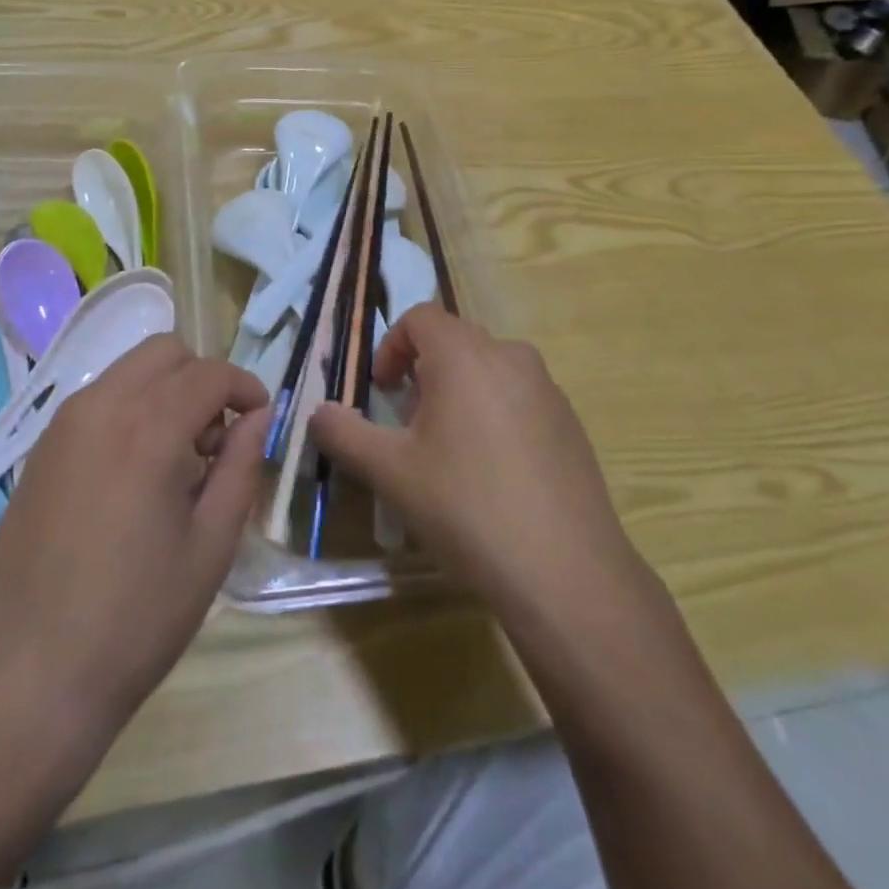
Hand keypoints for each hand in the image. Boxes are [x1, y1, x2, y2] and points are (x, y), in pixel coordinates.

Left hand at [0, 336, 269, 757]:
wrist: (26, 678)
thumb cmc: (134, 619)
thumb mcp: (210, 546)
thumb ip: (242, 468)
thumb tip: (258, 418)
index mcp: (147, 429)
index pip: (210, 373)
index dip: (246, 388)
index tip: (261, 420)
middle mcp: (100, 408)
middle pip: (166, 352)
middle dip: (203, 379)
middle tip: (217, 439)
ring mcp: (62, 425)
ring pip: (129, 370)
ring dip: (166, 391)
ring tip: (179, 459)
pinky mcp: (40, 449)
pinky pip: (99, 399)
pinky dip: (132, 408)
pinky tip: (136, 472)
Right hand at [311, 306, 641, 625]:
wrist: (565, 571)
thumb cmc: (466, 508)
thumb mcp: (390, 472)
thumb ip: (344, 433)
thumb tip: (319, 412)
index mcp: (465, 356)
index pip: (420, 317)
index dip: (390, 345)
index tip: (381, 391)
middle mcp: (510, 356)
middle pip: (454, 341)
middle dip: (421, 372)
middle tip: (408, 425)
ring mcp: (547, 388)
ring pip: (488, 369)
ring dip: (457, 392)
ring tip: (447, 450)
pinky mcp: (570, 422)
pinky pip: (518, 397)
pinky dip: (493, 413)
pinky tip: (492, 473)